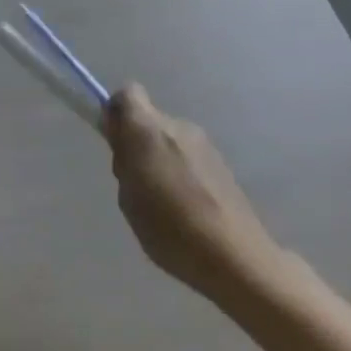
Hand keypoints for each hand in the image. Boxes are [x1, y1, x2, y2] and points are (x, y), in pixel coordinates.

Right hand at [103, 83, 286, 306]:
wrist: (235, 257)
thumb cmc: (169, 228)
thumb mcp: (128, 196)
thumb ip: (123, 158)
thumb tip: (121, 136)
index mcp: (148, 129)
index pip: (127, 93)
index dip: (117, 112)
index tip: (115, 142)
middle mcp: (177, 126)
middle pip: (149, 118)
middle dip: (138, 140)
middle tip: (136, 180)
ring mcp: (204, 143)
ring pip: (170, 138)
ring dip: (161, 156)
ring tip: (163, 199)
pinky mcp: (222, 163)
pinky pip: (189, 155)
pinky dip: (181, 170)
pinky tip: (186, 205)